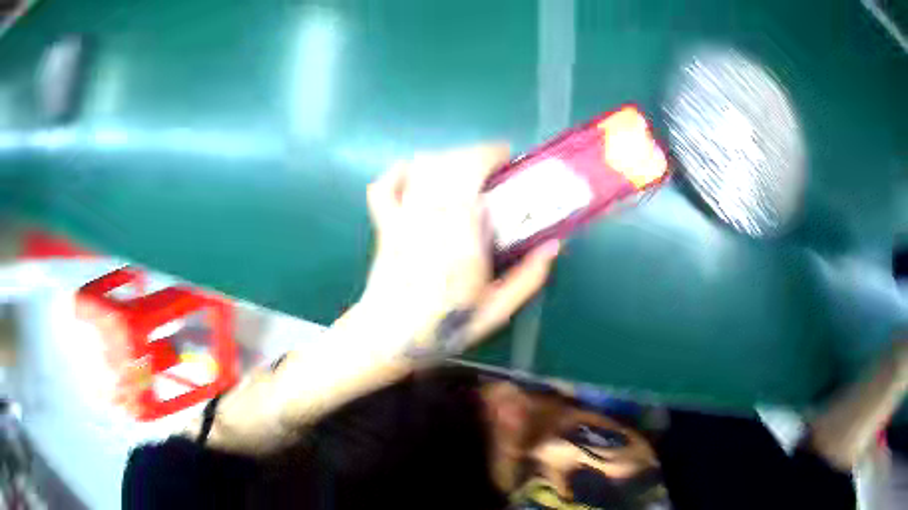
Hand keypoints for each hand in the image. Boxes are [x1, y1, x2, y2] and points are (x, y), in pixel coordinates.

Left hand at [357, 143, 560, 354]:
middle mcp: (429, 220)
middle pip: (448, 164)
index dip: (490, 156)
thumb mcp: (496, 311)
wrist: (387, 339)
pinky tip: (417, 174)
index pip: (471, 175)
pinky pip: (384, 185)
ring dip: (446, 159)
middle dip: (473, 154)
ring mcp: (401, 220)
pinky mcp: (383, 224)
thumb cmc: (444, 328)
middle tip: (493, 168)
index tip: (508, 159)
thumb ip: (528, 278)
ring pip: (421, 168)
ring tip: (464, 171)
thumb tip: (554, 245)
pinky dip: (401, 172)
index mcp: (461, 240)